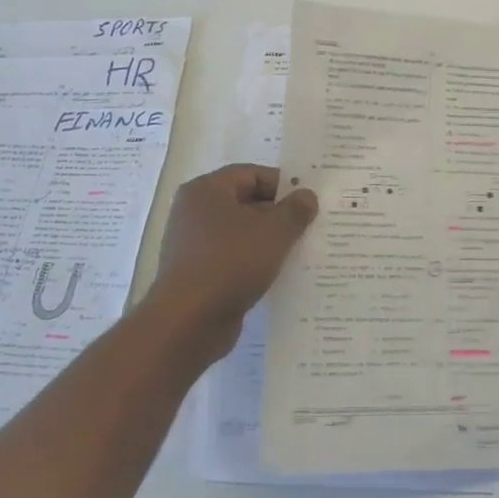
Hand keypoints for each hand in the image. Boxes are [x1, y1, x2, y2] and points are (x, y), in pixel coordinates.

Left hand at [135, 164, 318, 368]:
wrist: (188, 322)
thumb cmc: (231, 263)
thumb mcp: (274, 232)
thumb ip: (295, 210)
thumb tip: (307, 196)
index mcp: (207, 190)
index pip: (252, 174)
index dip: (283, 185)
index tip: (309, 202)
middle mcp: (195, 212)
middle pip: (246, 203)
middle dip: (279, 214)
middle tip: (310, 226)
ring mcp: (193, 244)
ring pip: (241, 233)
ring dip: (269, 241)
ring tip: (300, 251)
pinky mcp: (198, 273)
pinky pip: (233, 258)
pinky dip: (254, 262)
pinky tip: (278, 275)